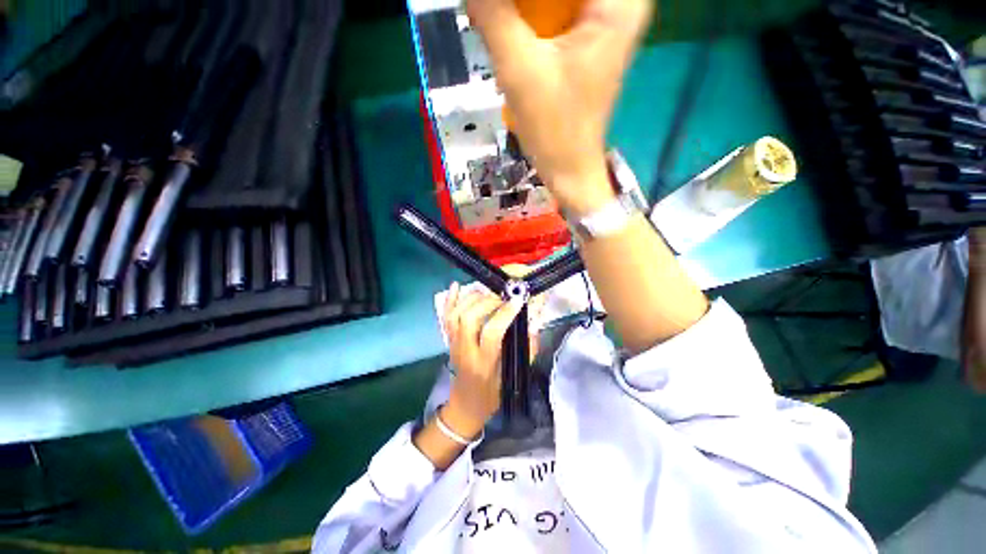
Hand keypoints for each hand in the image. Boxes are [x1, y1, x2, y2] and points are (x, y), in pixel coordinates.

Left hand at [442, 283, 524, 437]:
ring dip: (471, 298)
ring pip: (456, 315)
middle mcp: (466, 351)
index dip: (504, 314)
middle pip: (469, 320)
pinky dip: (450, 300)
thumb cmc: (493, 395)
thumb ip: (527, 350)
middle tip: (503, 295)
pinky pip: (446, 317)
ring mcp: (454, 344)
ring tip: (488, 291)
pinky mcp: (448, 340)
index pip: (491, 334)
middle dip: (487, 302)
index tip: (518, 300)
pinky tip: (456, 285)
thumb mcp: (514, 377)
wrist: (465, 405)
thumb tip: (533, 323)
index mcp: (484, 364)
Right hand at [467, 0, 652, 214]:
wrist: (569, 168)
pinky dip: (530, 16)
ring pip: (556, 1)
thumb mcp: (519, 68)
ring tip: (496, 23)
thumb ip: (492, 12)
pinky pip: (558, 11)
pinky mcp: (590, 37)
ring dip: (524, 10)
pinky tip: (509, 26)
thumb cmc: (553, 127)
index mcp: (618, 2)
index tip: (499, 13)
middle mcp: (621, 3)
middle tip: (494, 17)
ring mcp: (606, 20)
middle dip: (525, 4)